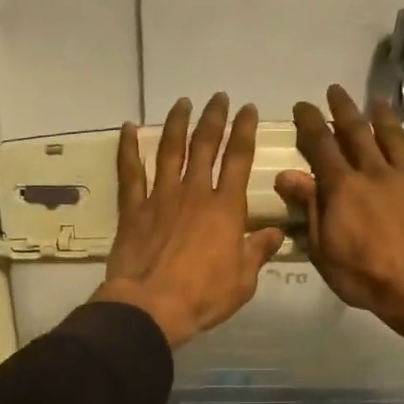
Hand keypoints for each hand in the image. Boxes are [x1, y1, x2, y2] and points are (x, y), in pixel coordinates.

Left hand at [93, 93, 285, 348]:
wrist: (151, 306)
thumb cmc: (203, 296)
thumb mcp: (243, 280)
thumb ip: (257, 252)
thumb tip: (275, 234)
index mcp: (225, 209)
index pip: (238, 159)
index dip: (244, 131)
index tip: (247, 109)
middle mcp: (194, 193)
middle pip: (205, 146)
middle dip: (213, 118)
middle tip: (218, 98)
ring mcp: (160, 198)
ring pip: (170, 151)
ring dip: (177, 124)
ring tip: (182, 103)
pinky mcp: (133, 210)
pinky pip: (130, 173)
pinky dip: (128, 148)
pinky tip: (129, 128)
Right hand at [275, 85, 403, 342]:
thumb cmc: (363, 275)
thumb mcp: (323, 248)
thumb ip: (309, 207)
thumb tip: (287, 175)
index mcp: (343, 187)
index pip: (321, 145)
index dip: (310, 123)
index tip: (302, 105)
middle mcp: (374, 173)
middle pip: (357, 133)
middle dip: (344, 109)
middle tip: (335, 90)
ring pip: (395, 139)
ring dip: (385, 118)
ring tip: (379, 101)